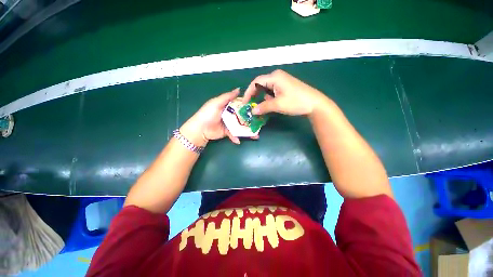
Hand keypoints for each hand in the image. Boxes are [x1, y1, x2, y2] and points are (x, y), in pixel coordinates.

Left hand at [180, 88, 253, 146]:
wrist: (200, 129)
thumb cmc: (208, 113)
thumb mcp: (216, 103)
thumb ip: (227, 96)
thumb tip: (239, 89)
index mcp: (228, 106)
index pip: (240, 105)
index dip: (248, 106)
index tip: (257, 108)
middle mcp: (230, 115)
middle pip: (243, 117)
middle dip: (251, 120)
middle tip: (260, 123)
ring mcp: (229, 124)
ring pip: (241, 127)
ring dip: (247, 131)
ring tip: (256, 135)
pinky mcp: (227, 132)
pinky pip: (234, 135)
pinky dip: (236, 138)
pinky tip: (238, 141)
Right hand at [242, 69, 327, 116]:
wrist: (315, 104)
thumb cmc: (296, 102)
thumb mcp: (278, 105)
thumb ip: (263, 107)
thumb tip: (252, 111)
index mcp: (274, 77)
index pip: (256, 82)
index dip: (248, 92)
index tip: (244, 102)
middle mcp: (277, 76)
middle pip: (260, 84)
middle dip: (255, 95)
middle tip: (250, 105)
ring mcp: (282, 81)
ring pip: (266, 89)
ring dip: (262, 97)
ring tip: (260, 106)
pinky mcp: (285, 87)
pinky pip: (272, 91)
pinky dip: (269, 98)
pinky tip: (270, 104)